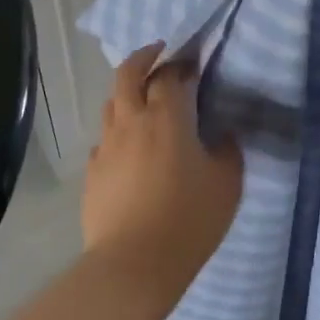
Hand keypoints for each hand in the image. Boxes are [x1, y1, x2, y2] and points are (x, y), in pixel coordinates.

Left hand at [83, 44, 240, 298]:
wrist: (133, 264)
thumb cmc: (188, 220)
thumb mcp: (226, 183)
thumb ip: (227, 149)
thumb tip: (222, 133)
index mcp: (166, 117)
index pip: (169, 75)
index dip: (180, 65)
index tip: (192, 65)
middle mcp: (131, 121)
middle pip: (127, 73)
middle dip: (143, 57)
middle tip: (158, 55)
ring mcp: (106, 145)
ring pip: (111, 104)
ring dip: (127, 94)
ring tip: (143, 103)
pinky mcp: (92, 171)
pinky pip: (104, 139)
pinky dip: (118, 133)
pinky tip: (129, 150)